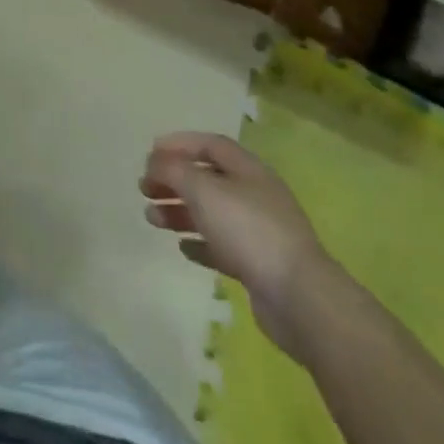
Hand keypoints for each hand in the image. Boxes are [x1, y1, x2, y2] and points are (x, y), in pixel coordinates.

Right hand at [140, 132, 331, 360]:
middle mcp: (255, 195)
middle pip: (208, 179)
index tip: (150, 153)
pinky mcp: (258, 265)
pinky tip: (183, 248)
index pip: (210, 145)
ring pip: (211, 213)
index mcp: (248, 170)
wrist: (299, 299)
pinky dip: (200, 243)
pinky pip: (222, 246)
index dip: (179, 144)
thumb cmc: (248, 231)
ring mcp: (259, 232)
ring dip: (180, 212)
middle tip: (144, 188)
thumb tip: (156, 163)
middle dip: (174, 180)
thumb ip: (174, 170)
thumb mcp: (203, 190)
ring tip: (152, 219)